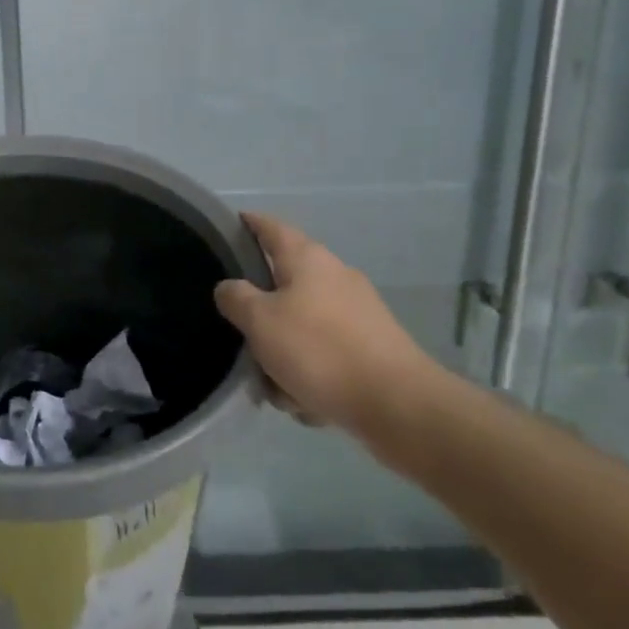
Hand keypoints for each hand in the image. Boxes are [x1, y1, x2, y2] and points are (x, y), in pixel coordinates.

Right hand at [214, 213, 436, 438]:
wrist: (398, 405)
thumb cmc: (319, 350)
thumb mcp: (259, 321)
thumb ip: (235, 298)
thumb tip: (230, 289)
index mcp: (307, 259)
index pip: (270, 227)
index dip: (248, 223)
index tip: (229, 226)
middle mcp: (335, 276)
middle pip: (284, 283)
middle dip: (262, 314)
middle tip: (243, 337)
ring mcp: (358, 311)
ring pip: (303, 325)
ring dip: (286, 353)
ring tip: (277, 386)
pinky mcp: (373, 346)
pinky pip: (326, 353)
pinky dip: (312, 373)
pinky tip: (308, 401)